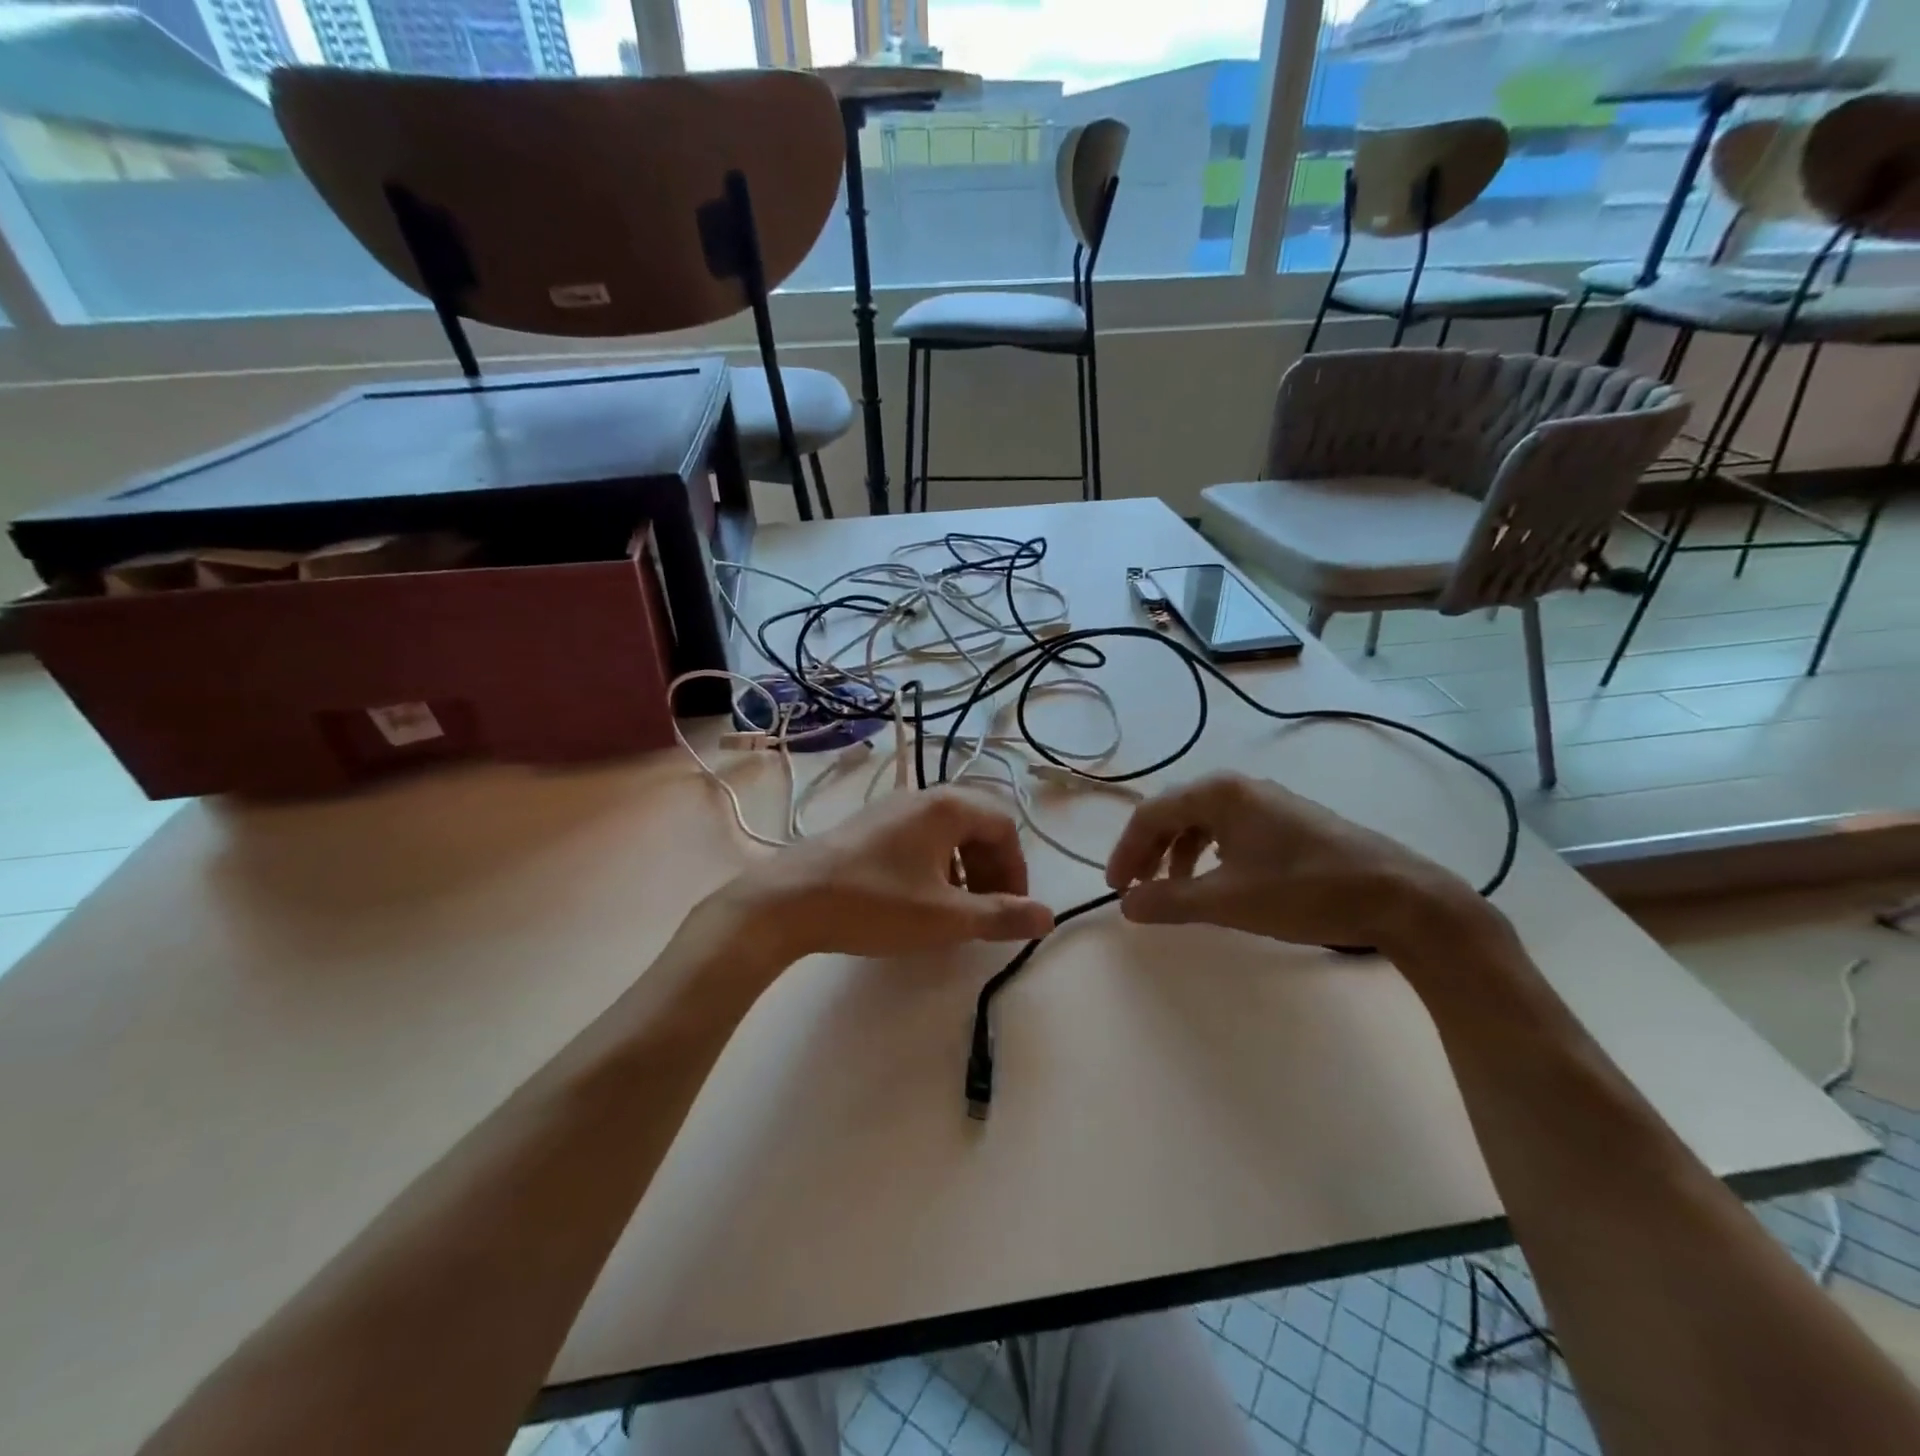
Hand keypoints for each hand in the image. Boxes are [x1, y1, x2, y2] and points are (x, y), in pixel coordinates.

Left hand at [720, 788, 1055, 962]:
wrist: (789, 900)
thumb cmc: (874, 904)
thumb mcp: (945, 916)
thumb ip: (1001, 915)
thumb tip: (1049, 917)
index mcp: (947, 807)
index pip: (1004, 826)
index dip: (1016, 868)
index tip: (1011, 907)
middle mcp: (922, 797)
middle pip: (978, 824)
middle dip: (992, 867)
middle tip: (988, 908)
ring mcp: (891, 809)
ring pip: (948, 831)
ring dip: (965, 867)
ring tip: (957, 907)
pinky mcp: (869, 826)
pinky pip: (920, 837)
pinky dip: (936, 864)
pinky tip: (921, 898)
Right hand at [1104, 771, 1486, 952]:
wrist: (1398, 897)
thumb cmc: (1304, 891)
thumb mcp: (1228, 901)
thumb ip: (1170, 900)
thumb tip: (1126, 905)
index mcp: (1219, 793)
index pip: (1151, 814)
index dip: (1126, 851)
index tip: (1116, 889)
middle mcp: (1239, 787)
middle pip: (1174, 813)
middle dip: (1149, 851)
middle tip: (1136, 889)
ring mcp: (1267, 802)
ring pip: (1202, 821)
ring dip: (1178, 854)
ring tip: (1173, 890)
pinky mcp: (1288, 821)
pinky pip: (1229, 830)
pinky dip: (1208, 854)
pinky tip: (1216, 881)